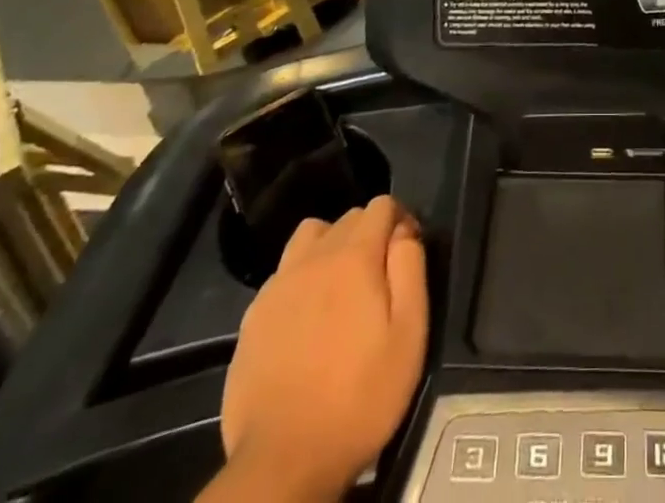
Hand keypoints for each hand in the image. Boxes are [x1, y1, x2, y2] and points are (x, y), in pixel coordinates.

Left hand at [219, 196, 427, 500]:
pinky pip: (283, 272)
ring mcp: (278, 284)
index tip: (407, 252)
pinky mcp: (253, 315)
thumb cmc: (360, 396)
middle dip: (369, 233)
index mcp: (355, 256)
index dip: (401, 219)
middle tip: (379, 276)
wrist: (283, 460)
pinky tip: (307, 316)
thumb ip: (411, 268)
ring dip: (331, 246)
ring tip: (340, 285)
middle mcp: (314, 257)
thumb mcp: (409, 333)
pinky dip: (301, 277)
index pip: (381, 204)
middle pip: (348, 217)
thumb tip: (404, 231)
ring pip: (310, 236)